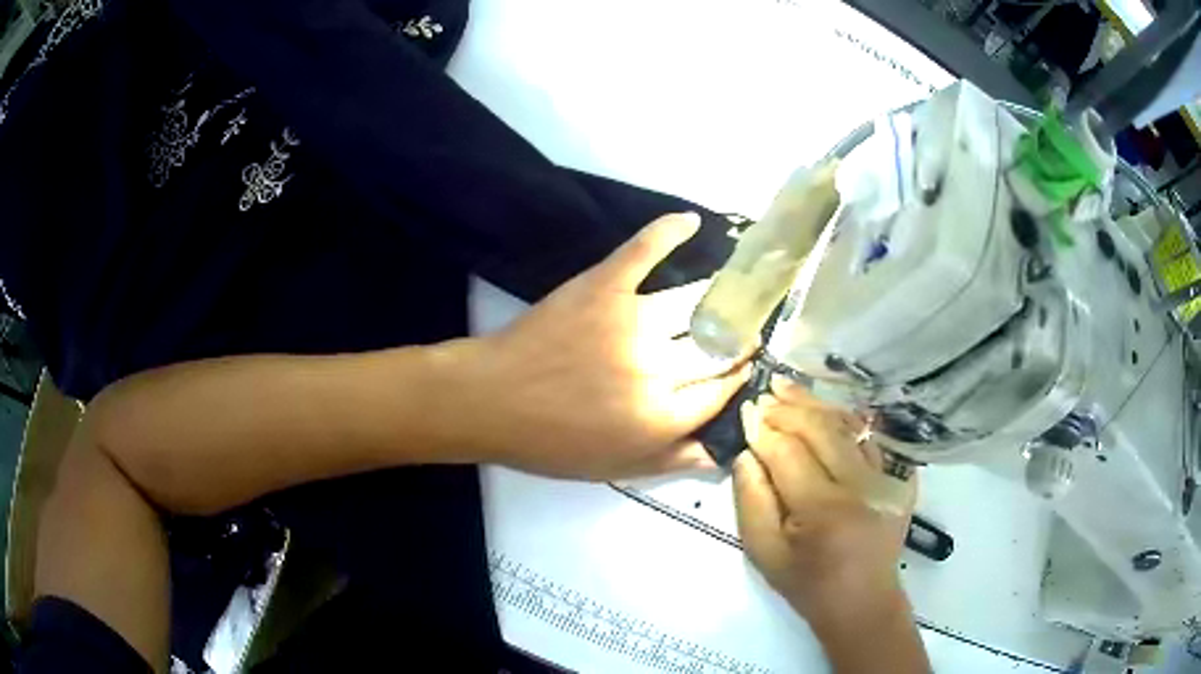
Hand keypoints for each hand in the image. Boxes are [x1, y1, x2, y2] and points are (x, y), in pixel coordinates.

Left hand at [463, 213, 751, 480]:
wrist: (491, 400)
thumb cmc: (551, 442)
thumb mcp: (614, 467)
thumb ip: (670, 461)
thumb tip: (719, 452)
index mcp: (662, 416)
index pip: (719, 389)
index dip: (736, 377)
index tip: (744, 364)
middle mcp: (659, 367)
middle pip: (715, 346)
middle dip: (736, 339)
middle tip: (743, 331)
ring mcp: (633, 320)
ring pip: (693, 303)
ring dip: (720, 297)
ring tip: (732, 292)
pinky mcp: (604, 285)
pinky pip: (643, 252)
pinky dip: (667, 232)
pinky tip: (691, 221)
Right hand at [733, 379, 915, 624]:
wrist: (862, 601)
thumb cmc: (807, 583)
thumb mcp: (764, 552)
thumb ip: (751, 500)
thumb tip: (748, 452)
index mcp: (823, 509)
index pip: (788, 453)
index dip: (764, 430)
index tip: (746, 413)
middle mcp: (860, 485)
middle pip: (822, 429)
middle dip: (789, 408)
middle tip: (766, 393)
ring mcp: (885, 478)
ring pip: (849, 426)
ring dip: (817, 405)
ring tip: (789, 389)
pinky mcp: (898, 478)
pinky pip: (870, 437)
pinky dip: (845, 419)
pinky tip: (825, 409)